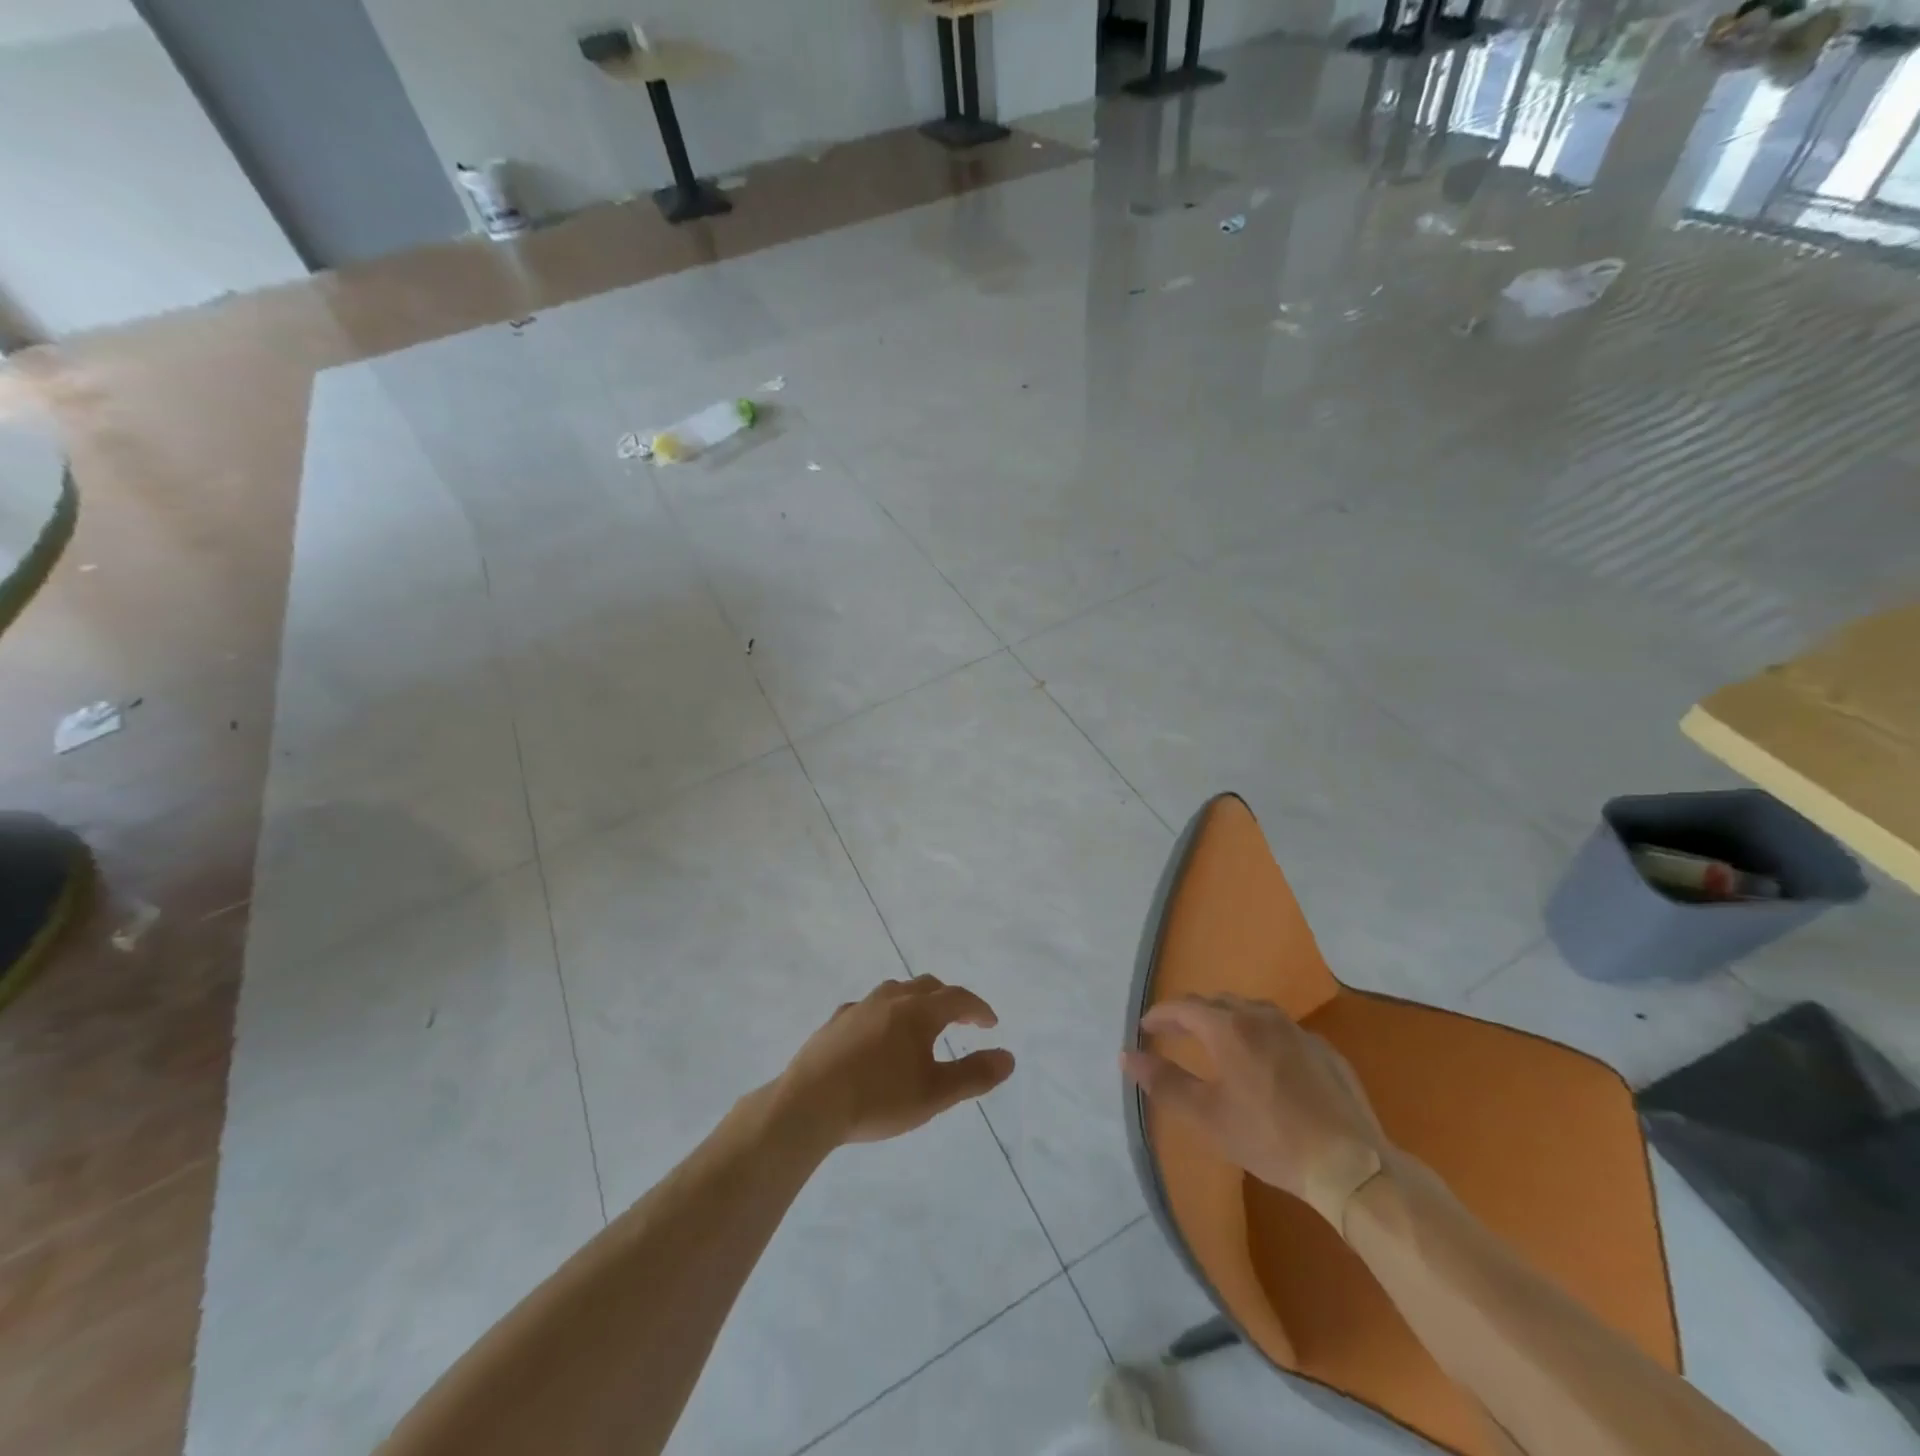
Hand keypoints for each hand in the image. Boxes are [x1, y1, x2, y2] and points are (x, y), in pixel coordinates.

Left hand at [776, 977, 1014, 1147]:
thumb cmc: (879, 1099)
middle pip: (926, 986)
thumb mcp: (934, 1094)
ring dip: (914, 1000)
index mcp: (918, 1012)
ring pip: (894, 990)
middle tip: (960, 1019)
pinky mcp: (835, 1022)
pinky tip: (876, 1034)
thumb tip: (1008, 1057)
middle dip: (948, 999)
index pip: (958, 999)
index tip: (990, 1023)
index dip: (978, 1009)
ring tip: (919, 1023)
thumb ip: (974, 1075)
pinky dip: (883, 1014)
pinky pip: (867, 1007)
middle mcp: (890, 999)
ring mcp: (859, 1008)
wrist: (810, 1103)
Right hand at [1121, 995, 1388, 1227]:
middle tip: (1174, 1033)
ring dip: (1227, 1020)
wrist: (1350, 1163)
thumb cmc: (1269, 1137)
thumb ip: (1164, 1082)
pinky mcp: (1324, 1050)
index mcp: (1229, 1027)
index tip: (1145, 1027)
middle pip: (1217, 1003)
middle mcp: (1262, 1016)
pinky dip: (1260, 1036)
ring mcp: (1297, 1031)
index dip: (1161, 1015)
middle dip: (1191, 1015)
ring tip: (1216, 1041)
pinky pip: (1281, 1031)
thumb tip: (1127, 1056)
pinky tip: (1264, 1062)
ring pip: (1252, 1012)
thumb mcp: (1207, 1116)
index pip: (1184, 1007)